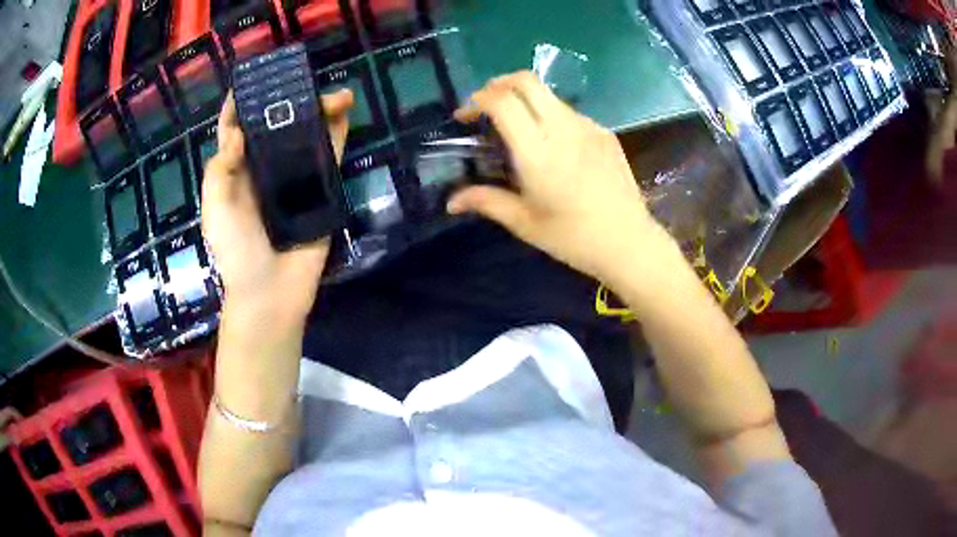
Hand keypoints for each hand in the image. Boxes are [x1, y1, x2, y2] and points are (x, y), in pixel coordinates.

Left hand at [201, 90, 353, 327]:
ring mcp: (293, 179)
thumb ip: (220, 170)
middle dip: (287, 102)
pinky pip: (329, 158)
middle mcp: (264, 170)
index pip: (235, 131)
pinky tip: (345, 113)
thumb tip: (238, 133)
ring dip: (319, 113)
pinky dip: (337, 135)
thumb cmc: (235, 251)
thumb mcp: (215, 209)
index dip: (240, 106)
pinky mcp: (319, 192)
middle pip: (275, 127)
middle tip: (303, 81)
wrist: (269, 293)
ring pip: (306, 137)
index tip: (251, 80)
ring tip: (335, 93)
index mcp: (236, 173)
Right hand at [448, 72, 660, 284]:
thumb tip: (451, 201)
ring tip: (518, 128)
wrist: (629, 243)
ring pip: (549, 95)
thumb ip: (486, 202)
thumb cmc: (573, 238)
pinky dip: (550, 115)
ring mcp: (588, 127)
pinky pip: (570, 113)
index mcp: (538, 151)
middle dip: (499, 84)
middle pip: (526, 80)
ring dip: (525, 100)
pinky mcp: (605, 133)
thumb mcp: (524, 223)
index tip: (466, 116)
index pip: (502, 101)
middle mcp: (563, 128)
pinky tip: (553, 145)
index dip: (477, 99)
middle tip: (486, 106)